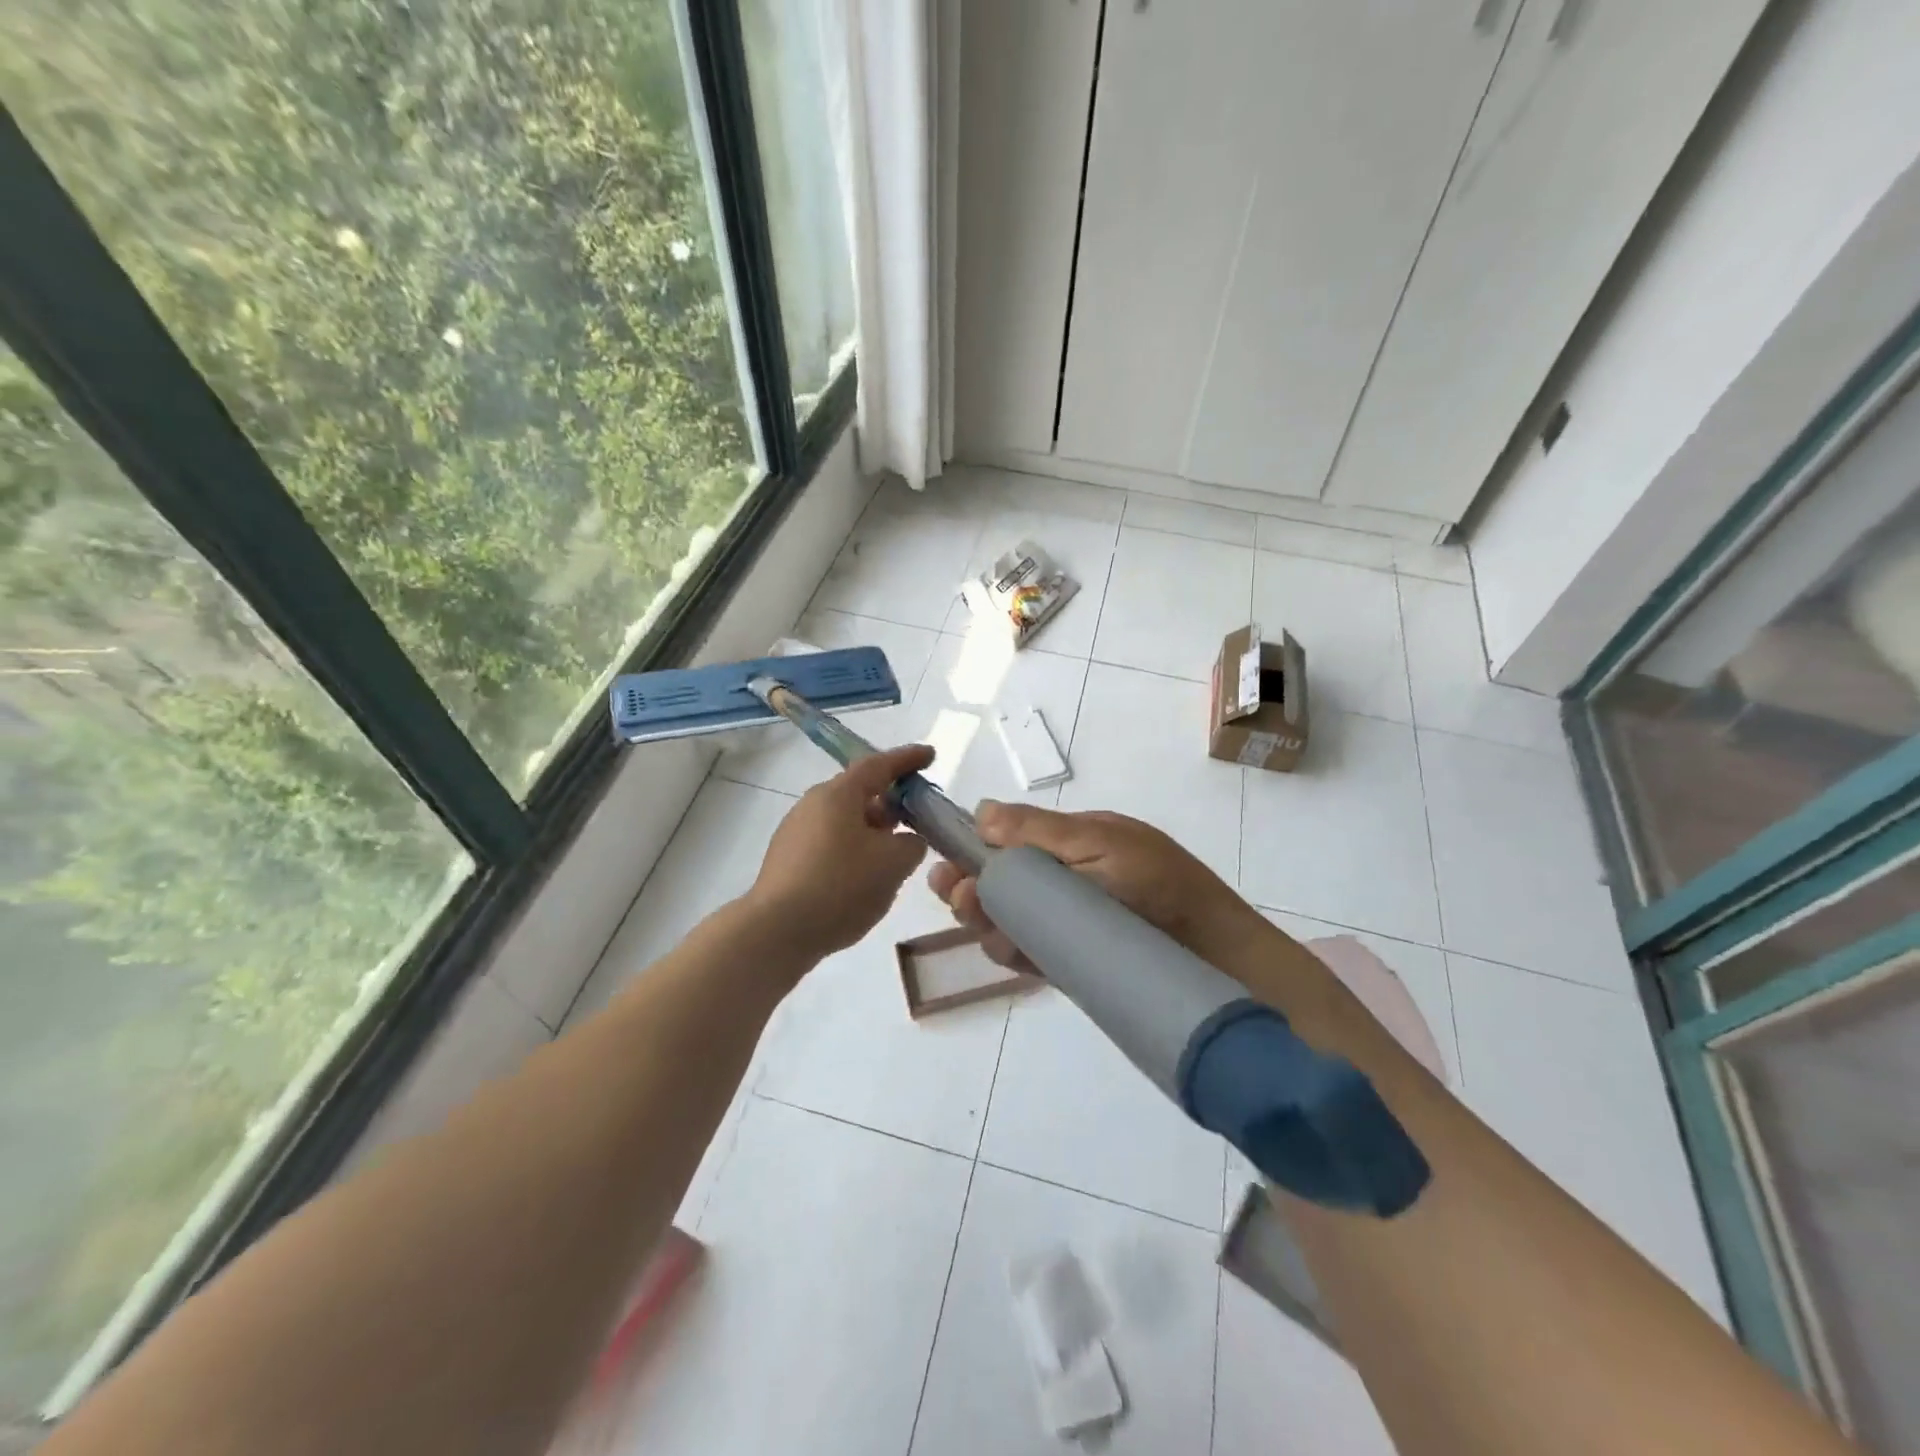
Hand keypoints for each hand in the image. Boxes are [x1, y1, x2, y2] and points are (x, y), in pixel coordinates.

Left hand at [745, 744, 933, 962]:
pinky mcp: (787, 861)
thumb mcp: (893, 864)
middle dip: (891, 801)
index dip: (907, 760)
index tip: (929, 755)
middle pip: (858, 793)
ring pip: (844, 821)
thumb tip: (908, 840)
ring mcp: (795, 833)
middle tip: (917, 815)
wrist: (777, 932)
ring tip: (896, 853)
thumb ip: (912, 844)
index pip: (878, 765)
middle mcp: (812, 805)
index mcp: (838, 795)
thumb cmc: (841, 886)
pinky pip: (830, 844)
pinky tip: (866, 877)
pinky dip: (854, 851)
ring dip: (873, 830)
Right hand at [927, 802, 1268, 974]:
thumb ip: (1039, 830)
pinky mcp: (1070, 962)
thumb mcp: (1100, 842)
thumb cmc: (1161, 884)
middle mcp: (1061, 883)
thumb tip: (980, 810)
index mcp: (1068, 845)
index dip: (972, 852)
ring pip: (1008, 921)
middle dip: (971, 890)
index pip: (1007, 844)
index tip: (948, 865)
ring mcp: (1064, 924)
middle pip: (1000, 885)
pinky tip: (1006, 948)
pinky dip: (1011, 952)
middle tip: (960, 896)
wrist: (1217, 954)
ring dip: (985, 921)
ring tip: (982, 920)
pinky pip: (1029, 954)